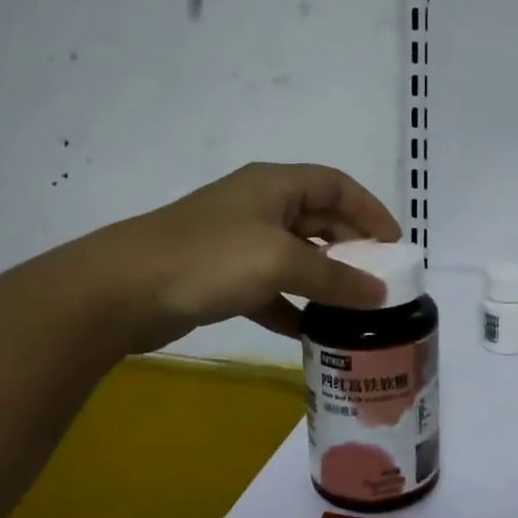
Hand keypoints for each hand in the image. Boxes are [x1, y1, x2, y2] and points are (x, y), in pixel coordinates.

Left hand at [94, 162, 401, 352]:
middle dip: (352, 248)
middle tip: (381, 281)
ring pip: (296, 256)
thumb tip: (380, 293)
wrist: (121, 291)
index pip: (337, 185)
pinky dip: (291, 305)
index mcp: (275, 185)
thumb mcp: (281, 261)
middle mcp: (259, 206)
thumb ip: (334, 276)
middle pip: (319, 220)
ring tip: (355, 309)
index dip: (371, 210)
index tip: (396, 245)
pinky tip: (308, 331)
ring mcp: (237, 242)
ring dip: (324, 280)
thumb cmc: (210, 260)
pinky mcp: (220, 277)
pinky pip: (270, 288)